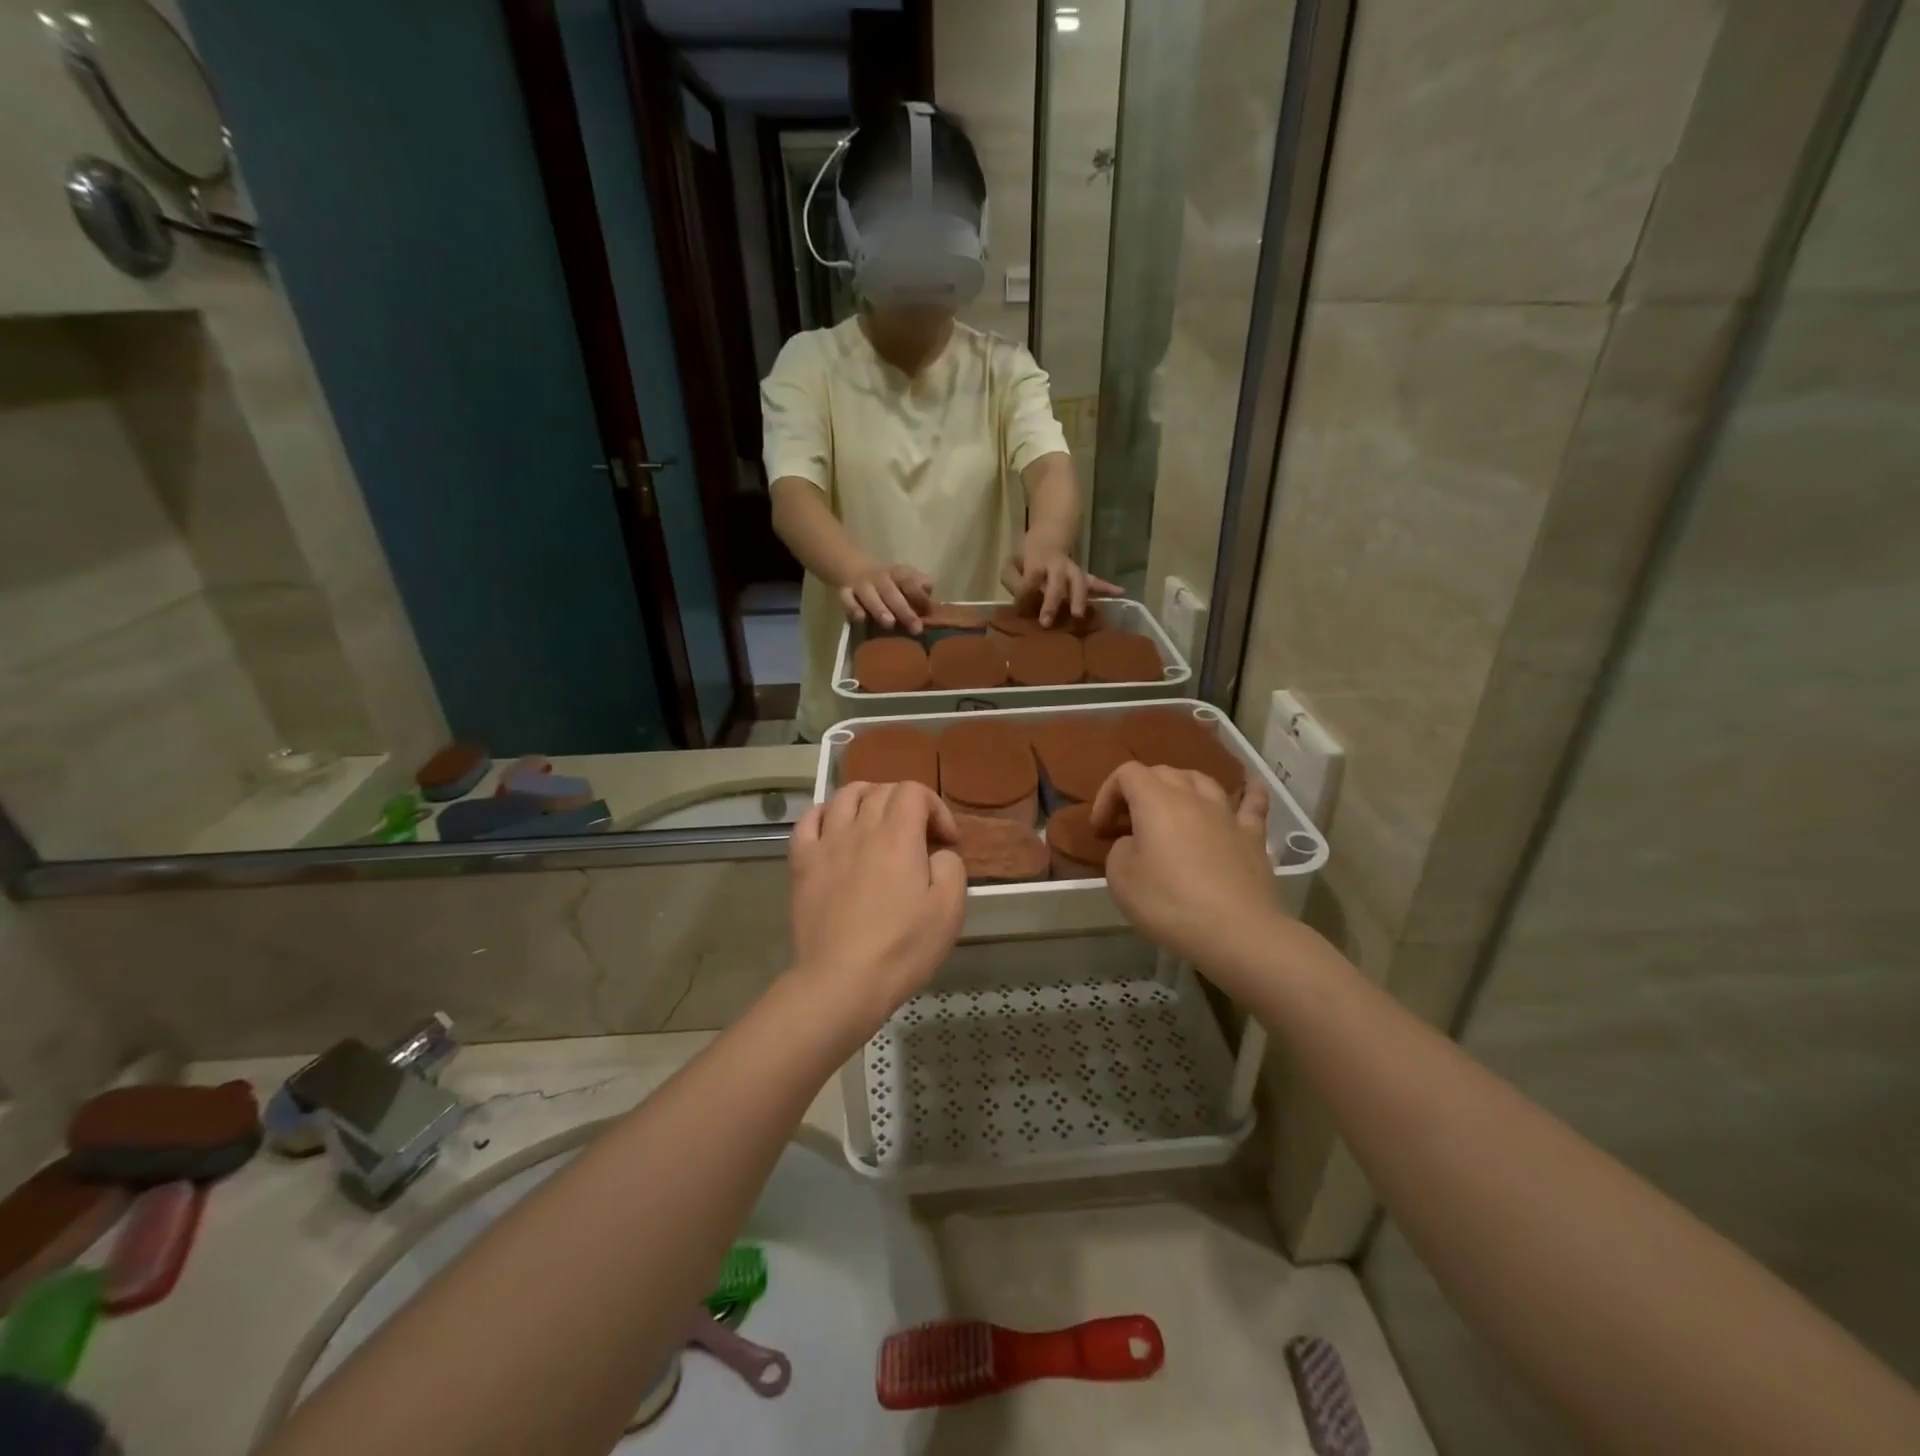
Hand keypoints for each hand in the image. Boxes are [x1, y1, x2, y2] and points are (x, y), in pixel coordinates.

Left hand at [788, 782, 965, 1036]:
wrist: (842, 982)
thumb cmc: (902, 948)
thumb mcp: (949, 909)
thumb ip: (950, 867)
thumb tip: (937, 853)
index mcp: (898, 835)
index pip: (914, 791)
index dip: (936, 808)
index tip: (946, 843)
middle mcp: (860, 828)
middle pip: (881, 790)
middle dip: (906, 805)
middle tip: (918, 838)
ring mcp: (826, 844)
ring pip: (844, 796)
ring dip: (867, 799)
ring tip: (878, 822)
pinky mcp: (802, 864)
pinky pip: (808, 821)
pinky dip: (824, 814)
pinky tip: (834, 828)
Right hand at [839, 563, 932, 632]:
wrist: (855, 568)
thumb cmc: (890, 583)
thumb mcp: (906, 581)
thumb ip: (919, 592)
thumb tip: (931, 606)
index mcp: (898, 574)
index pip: (910, 582)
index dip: (919, 595)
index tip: (928, 611)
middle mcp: (880, 578)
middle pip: (891, 592)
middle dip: (904, 610)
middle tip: (915, 628)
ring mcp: (861, 585)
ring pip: (869, 596)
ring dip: (880, 609)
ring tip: (890, 624)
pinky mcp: (845, 593)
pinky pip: (847, 600)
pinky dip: (853, 609)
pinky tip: (861, 620)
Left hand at [1001, 537, 1121, 627]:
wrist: (1049, 536)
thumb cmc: (1027, 558)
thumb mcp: (1011, 564)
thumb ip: (1013, 579)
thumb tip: (1021, 600)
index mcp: (1036, 563)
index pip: (1030, 579)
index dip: (1024, 593)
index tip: (1019, 609)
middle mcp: (1056, 566)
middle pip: (1056, 583)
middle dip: (1051, 602)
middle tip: (1046, 622)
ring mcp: (1071, 570)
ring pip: (1078, 582)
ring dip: (1079, 598)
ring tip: (1079, 614)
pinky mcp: (1081, 576)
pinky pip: (1095, 581)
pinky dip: (1107, 587)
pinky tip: (1120, 591)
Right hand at [1092, 764, 1277, 977]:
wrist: (1235, 932)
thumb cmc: (1169, 903)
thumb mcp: (1120, 878)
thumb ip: (1121, 848)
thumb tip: (1136, 843)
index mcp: (1155, 801)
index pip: (1126, 774)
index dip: (1107, 795)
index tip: (1101, 829)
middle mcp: (1192, 797)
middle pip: (1162, 772)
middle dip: (1139, 791)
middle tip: (1128, 824)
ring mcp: (1227, 814)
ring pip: (1202, 780)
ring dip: (1180, 787)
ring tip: (1172, 808)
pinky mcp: (1253, 836)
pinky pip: (1252, 802)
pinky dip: (1247, 791)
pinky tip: (1249, 786)